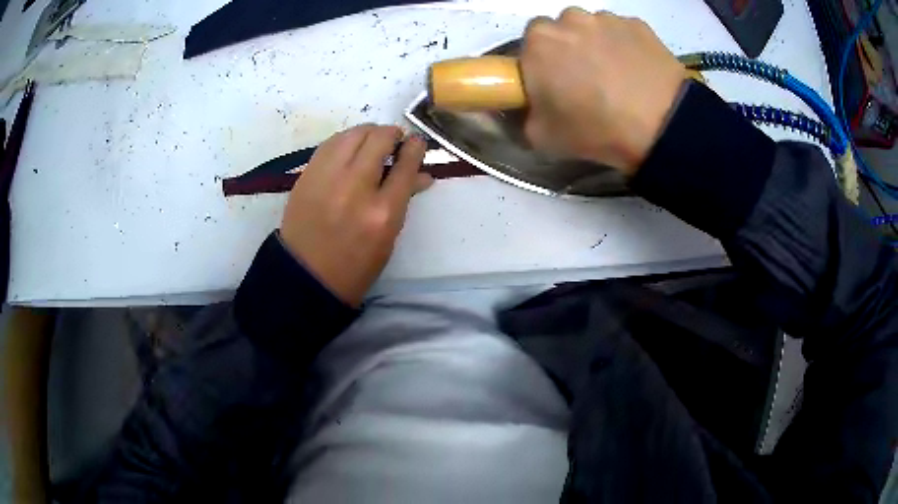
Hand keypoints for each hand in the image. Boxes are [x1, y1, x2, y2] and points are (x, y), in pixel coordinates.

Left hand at [279, 125, 432, 306]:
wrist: (305, 276)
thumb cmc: (355, 265)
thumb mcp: (388, 238)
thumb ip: (404, 200)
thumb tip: (422, 174)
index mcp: (383, 212)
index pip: (406, 164)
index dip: (415, 147)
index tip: (416, 142)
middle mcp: (355, 188)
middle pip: (379, 139)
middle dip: (392, 134)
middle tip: (394, 140)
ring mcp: (327, 179)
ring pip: (353, 134)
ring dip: (368, 132)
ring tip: (372, 141)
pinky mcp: (306, 176)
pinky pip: (330, 143)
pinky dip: (345, 140)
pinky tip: (349, 148)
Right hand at [520, 8, 686, 175]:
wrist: (662, 127)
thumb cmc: (596, 129)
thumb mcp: (541, 137)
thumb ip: (525, 114)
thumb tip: (532, 105)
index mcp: (538, 41)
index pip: (528, 46)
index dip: (539, 65)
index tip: (553, 85)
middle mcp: (569, 19)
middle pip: (561, 31)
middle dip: (567, 50)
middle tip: (585, 81)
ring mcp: (607, 18)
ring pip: (593, 29)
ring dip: (597, 46)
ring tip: (617, 77)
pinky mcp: (638, 25)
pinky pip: (622, 33)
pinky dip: (625, 47)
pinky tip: (638, 73)